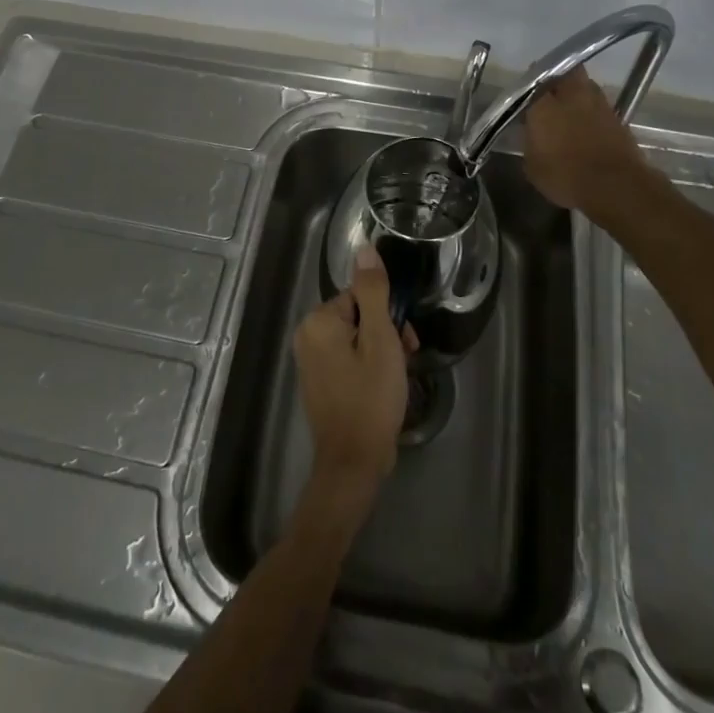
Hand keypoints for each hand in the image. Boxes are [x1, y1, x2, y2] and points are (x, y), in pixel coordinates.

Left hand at [293, 245, 418, 504]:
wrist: (353, 464)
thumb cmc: (370, 399)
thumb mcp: (380, 340)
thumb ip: (373, 291)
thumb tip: (365, 248)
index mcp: (318, 321)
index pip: (360, 296)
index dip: (387, 315)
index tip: (405, 339)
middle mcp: (308, 336)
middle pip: (358, 315)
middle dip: (386, 332)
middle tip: (405, 357)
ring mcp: (311, 360)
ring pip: (356, 337)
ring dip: (381, 350)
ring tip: (398, 376)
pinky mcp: (320, 381)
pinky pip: (348, 358)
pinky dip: (368, 366)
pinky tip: (384, 386)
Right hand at [523, 67, 654, 218]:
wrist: (616, 187)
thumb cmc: (566, 177)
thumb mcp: (533, 166)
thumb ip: (530, 142)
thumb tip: (533, 135)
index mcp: (544, 104)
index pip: (533, 83)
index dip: (529, 90)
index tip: (526, 99)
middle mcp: (571, 95)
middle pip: (565, 73)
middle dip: (558, 79)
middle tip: (550, 95)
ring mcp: (598, 103)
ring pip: (585, 86)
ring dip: (578, 94)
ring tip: (571, 111)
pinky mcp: (618, 117)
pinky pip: (600, 106)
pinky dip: (593, 113)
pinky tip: (588, 128)